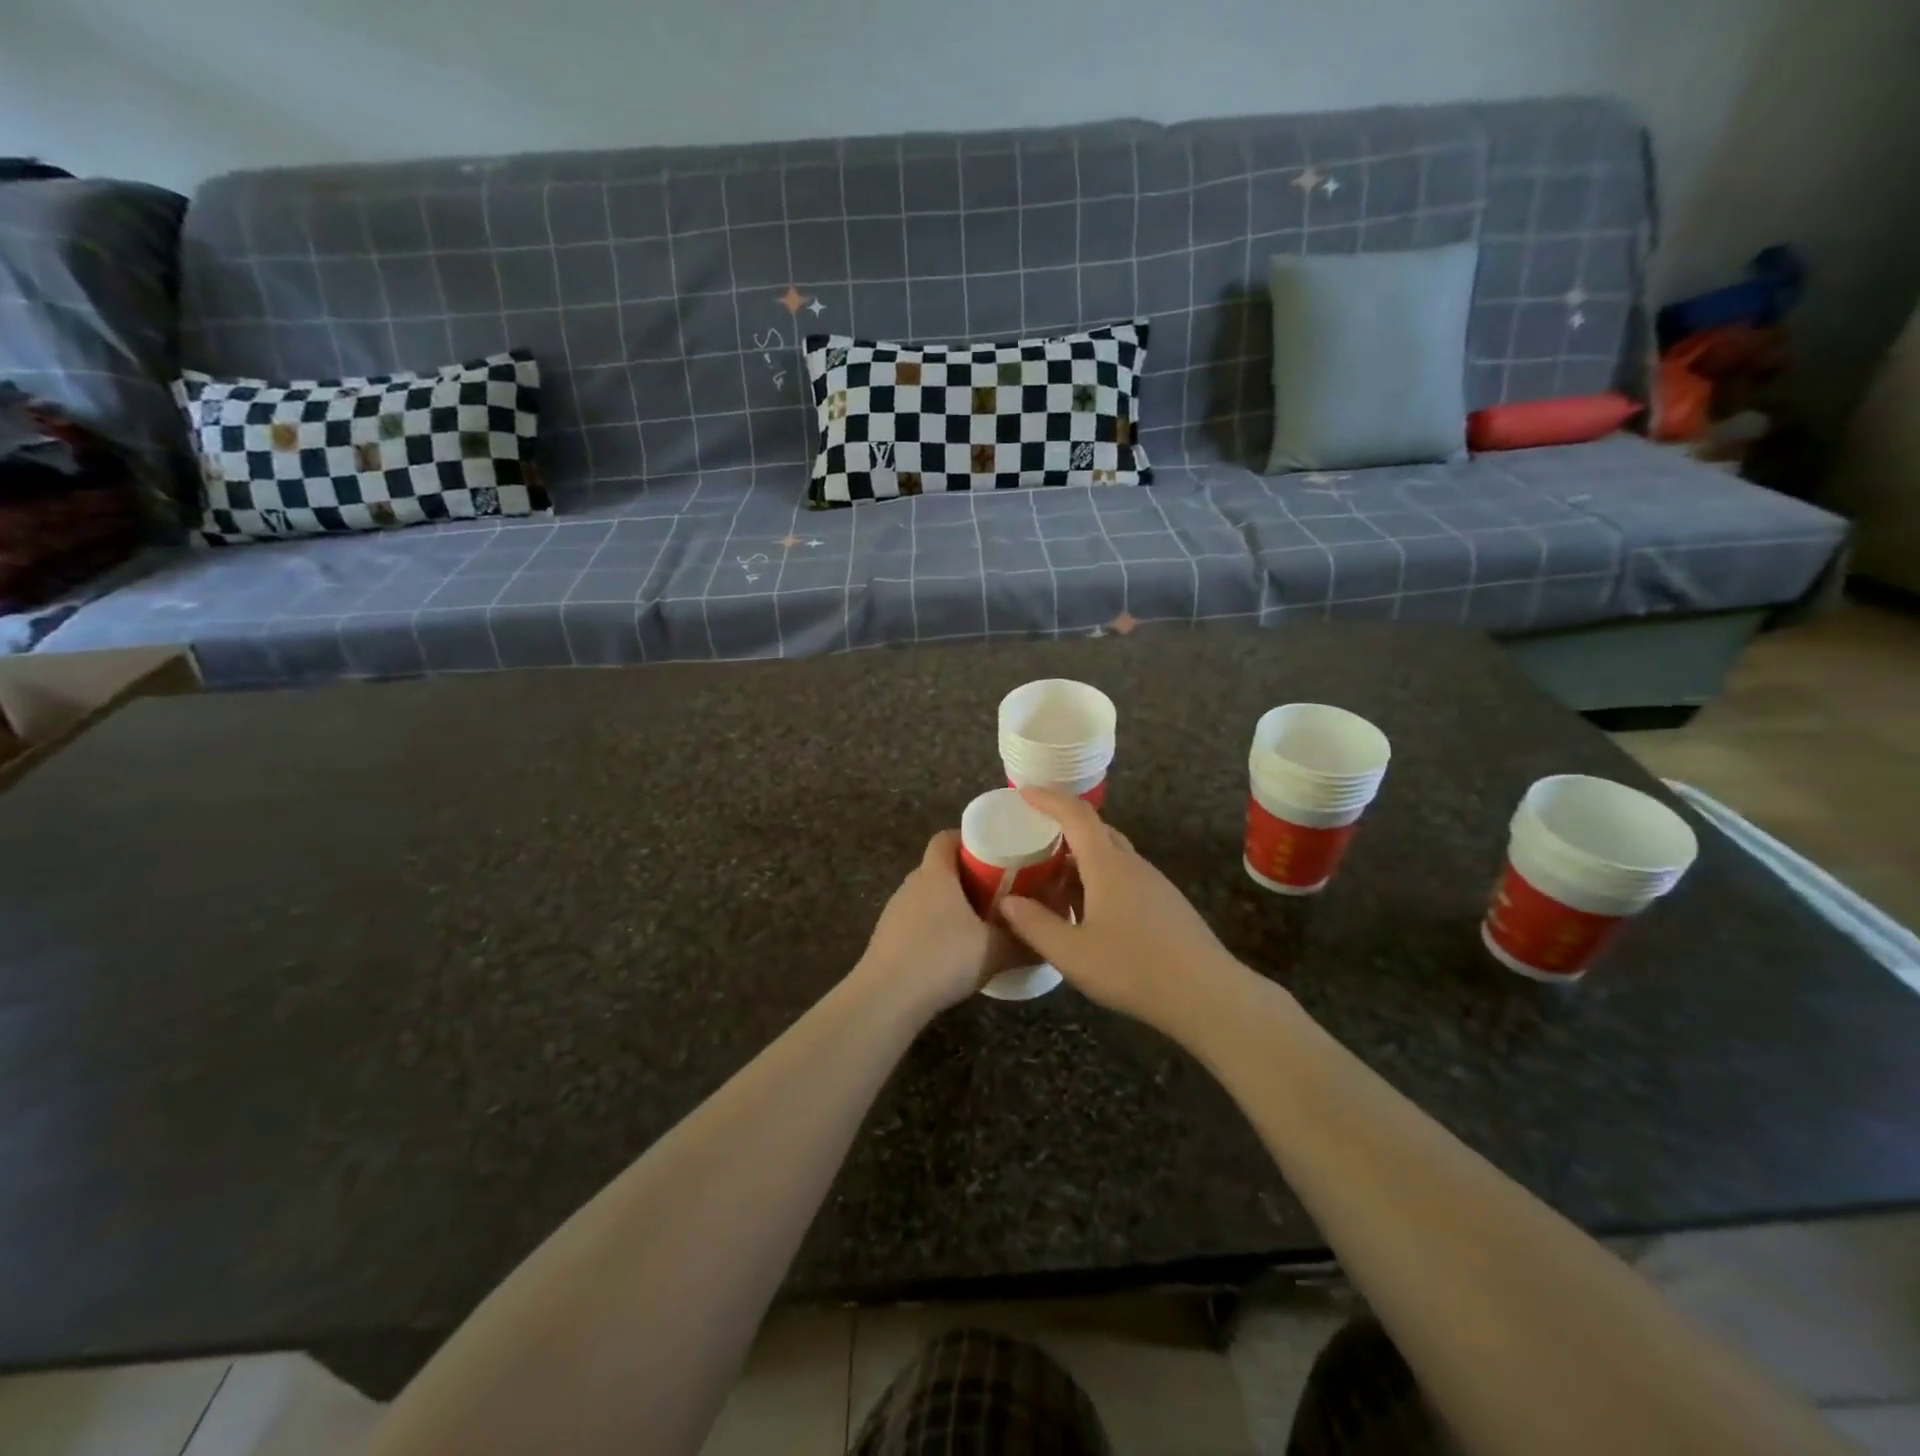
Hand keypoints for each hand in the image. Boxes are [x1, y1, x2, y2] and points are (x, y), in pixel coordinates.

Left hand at [856, 830, 1026, 1016]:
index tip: (994, 851)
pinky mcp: (887, 938)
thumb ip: (1023, 942)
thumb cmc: (942, 958)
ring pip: (927, 896)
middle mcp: (911, 884)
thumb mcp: (994, 951)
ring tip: (978, 923)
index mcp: (936, 874)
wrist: (887, 998)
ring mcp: (895, 911)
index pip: (945, 838)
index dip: (968, 839)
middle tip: (997, 890)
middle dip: (967, 875)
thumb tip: (1048, 940)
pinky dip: (935, 928)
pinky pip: (916, 921)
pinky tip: (952, 952)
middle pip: (939, 867)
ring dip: (950, 904)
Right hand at [998, 788, 1243, 1030]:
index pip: (1076, 815)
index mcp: (1107, 865)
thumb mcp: (1071, 953)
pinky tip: (1089, 913)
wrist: (1207, 995)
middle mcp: (1132, 865)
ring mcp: (1154, 884)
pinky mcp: (1166, 905)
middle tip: (1035, 841)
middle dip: (1064, 829)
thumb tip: (1007, 902)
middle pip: (1096, 831)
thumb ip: (1035, 925)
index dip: (1049, 800)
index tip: (1024, 793)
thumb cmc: (1133, 969)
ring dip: (1082, 860)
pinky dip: (1100, 880)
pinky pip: (1125, 877)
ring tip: (1055, 883)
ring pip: (1112, 857)